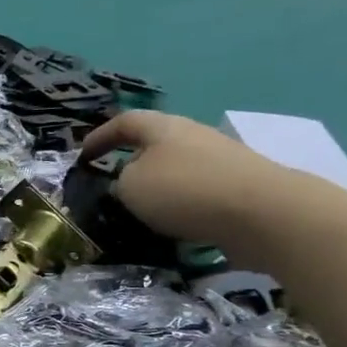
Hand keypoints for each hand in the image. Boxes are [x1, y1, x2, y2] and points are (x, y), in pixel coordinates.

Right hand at [78, 111, 297, 250]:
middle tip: (113, 183)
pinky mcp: (240, 187)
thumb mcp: (131, 186)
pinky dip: (181, 205)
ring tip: (142, 210)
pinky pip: (198, 191)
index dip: (101, 137)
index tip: (83, 156)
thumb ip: (121, 181)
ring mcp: (221, 160)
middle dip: (132, 160)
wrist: (263, 213)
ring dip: (158, 185)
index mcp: (163, 128)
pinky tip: (174, 225)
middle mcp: (194, 136)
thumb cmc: (184, 191)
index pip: (125, 122)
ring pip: (178, 168)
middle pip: (156, 143)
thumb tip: (131, 182)